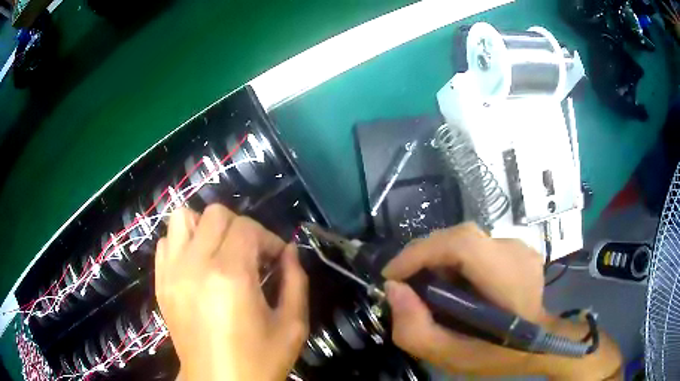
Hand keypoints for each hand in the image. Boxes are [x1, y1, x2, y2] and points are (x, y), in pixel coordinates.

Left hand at [155, 205, 308, 380]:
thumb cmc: (259, 360)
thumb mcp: (292, 325)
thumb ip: (296, 281)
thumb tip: (290, 252)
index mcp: (230, 276)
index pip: (247, 227)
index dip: (268, 238)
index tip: (277, 260)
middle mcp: (195, 265)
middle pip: (215, 214)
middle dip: (240, 229)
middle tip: (251, 256)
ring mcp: (172, 272)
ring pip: (182, 218)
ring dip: (205, 228)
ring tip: (219, 252)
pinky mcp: (160, 283)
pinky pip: (166, 243)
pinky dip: (183, 244)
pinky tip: (197, 266)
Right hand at [382, 223, 622, 379]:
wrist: (540, 341)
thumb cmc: (498, 354)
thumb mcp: (451, 357)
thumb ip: (416, 330)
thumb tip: (394, 288)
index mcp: (508, 279)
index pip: (462, 242)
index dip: (421, 251)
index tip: (393, 275)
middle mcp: (515, 252)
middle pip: (459, 237)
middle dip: (424, 256)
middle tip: (406, 284)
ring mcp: (519, 246)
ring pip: (465, 241)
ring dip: (439, 259)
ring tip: (429, 288)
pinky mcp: (516, 247)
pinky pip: (475, 247)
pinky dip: (455, 261)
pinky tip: (455, 285)